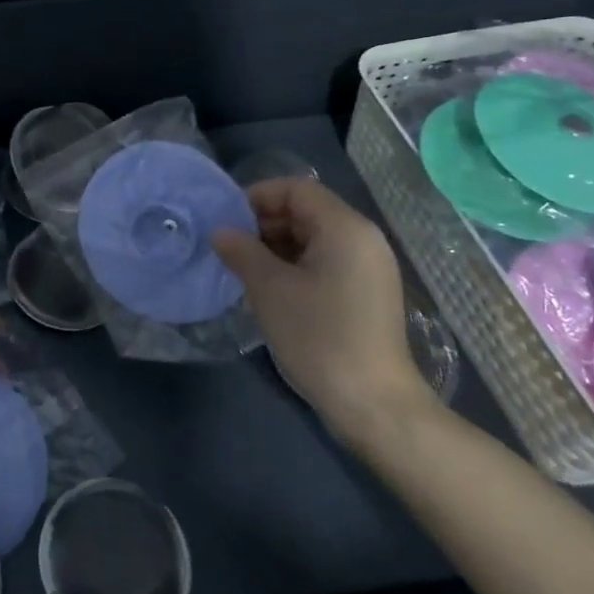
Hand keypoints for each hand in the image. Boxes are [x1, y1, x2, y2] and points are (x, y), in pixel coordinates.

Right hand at [211, 178, 436, 447]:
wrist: (373, 404)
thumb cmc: (319, 336)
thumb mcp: (269, 289)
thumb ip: (242, 251)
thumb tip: (220, 232)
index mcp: (345, 228)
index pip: (296, 188)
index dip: (257, 197)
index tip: (226, 221)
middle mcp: (363, 239)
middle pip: (307, 211)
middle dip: (264, 223)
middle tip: (231, 249)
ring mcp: (369, 268)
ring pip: (314, 238)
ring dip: (277, 247)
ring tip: (245, 271)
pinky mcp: (367, 293)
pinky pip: (326, 262)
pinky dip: (296, 266)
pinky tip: (271, 290)